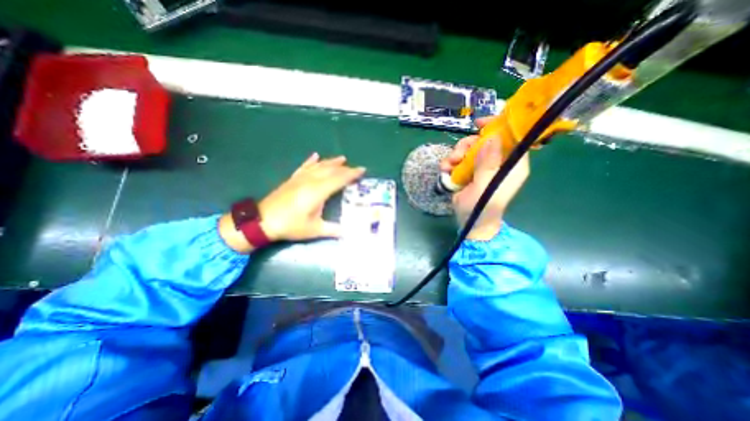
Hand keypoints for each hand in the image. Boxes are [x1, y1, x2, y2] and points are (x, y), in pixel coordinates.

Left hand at [221, 154, 366, 252]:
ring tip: (342, 158)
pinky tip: (315, 156)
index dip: (352, 174)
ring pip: (319, 166)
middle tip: (356, 168)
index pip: (339, 179)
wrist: (262, 221)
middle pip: (331, 170)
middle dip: (345, 168)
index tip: (362, 170)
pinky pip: (304, 166)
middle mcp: (311, 181)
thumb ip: (333, 230)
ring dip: (331, 162)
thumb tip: (348, 233)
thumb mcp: (314, 230)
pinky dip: (311, 161)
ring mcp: (300, 178)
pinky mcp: (292, 179)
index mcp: (318, 191)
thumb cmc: (291, 225)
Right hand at [440, 117, 528, 240]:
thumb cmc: (482, 208)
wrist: (470, 223)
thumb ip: (488, 164)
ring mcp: (482, 167)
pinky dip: (451, 163)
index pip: (511, 138)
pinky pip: (460, 160)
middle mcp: (499, 163)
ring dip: (456, 154)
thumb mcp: (485, 186)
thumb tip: (492, 138)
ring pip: (470, 149)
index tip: (479, 124)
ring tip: (448, 165)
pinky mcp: (469, 172)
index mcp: (512, 165)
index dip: (498, 127)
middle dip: (468, 145)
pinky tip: (446, 170)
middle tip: (457, 154)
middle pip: (485, 141)